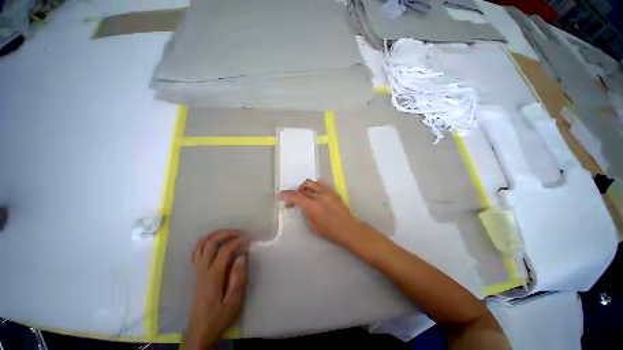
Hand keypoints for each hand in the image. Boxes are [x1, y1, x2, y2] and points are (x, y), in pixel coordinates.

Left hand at [183, 230, 246, 349]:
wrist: (200, 330)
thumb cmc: (219, 316)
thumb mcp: (234, 302)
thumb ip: (237, 278)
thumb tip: (241, 256)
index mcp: (213, 276)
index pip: (224, 251)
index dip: (237, 241)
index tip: (247, 239)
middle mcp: (202, 270)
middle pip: (210, 243)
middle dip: (225, 234)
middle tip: (238, 232)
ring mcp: (196, 271)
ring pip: (199, 245)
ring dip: (213, 235)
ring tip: (226, 233)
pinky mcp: (195, 273)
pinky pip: (196, 253)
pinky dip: (204, 243)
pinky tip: (213, 244)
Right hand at [277, 179, 362, 246]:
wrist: (349, 229)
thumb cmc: (330, 232)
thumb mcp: (313, 226)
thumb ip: (306, 212)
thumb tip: (303, 205)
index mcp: (314, 206)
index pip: (296, 196)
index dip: (286, 195)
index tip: (279, 194)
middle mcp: (320, 196)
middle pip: (303, 187)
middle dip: (295, 193)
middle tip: (293, 202)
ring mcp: (328, 192)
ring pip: (311, 183)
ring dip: (303, 188)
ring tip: (303, 196)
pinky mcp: (333, 192)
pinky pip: (321, 184)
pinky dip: (314, 187)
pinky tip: (313, 192)